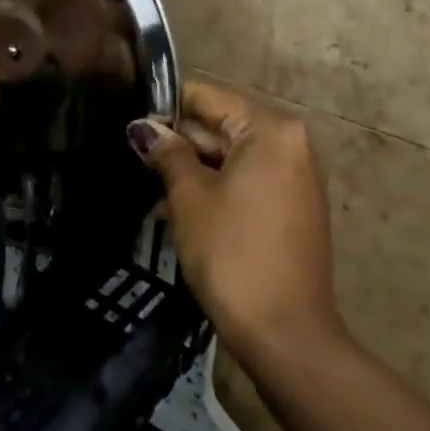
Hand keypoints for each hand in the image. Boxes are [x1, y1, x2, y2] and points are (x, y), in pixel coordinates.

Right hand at [128, 82, 346, 368]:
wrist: (286, 335)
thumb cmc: (232, 254)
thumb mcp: (190, 197)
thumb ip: (167, 153)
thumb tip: (144, 128)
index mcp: (271, 129)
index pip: (207, 95)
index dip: (166, 109)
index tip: (133, 131)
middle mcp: (291, 143)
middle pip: (222, 123)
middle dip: (180, 143)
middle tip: (138, 164)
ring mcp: (296, 176)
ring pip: (232, 155)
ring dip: (194, 169)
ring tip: (153, 191)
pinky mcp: (294, 206)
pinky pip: (248, 180)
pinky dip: (217, 188)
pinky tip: (182, 211)